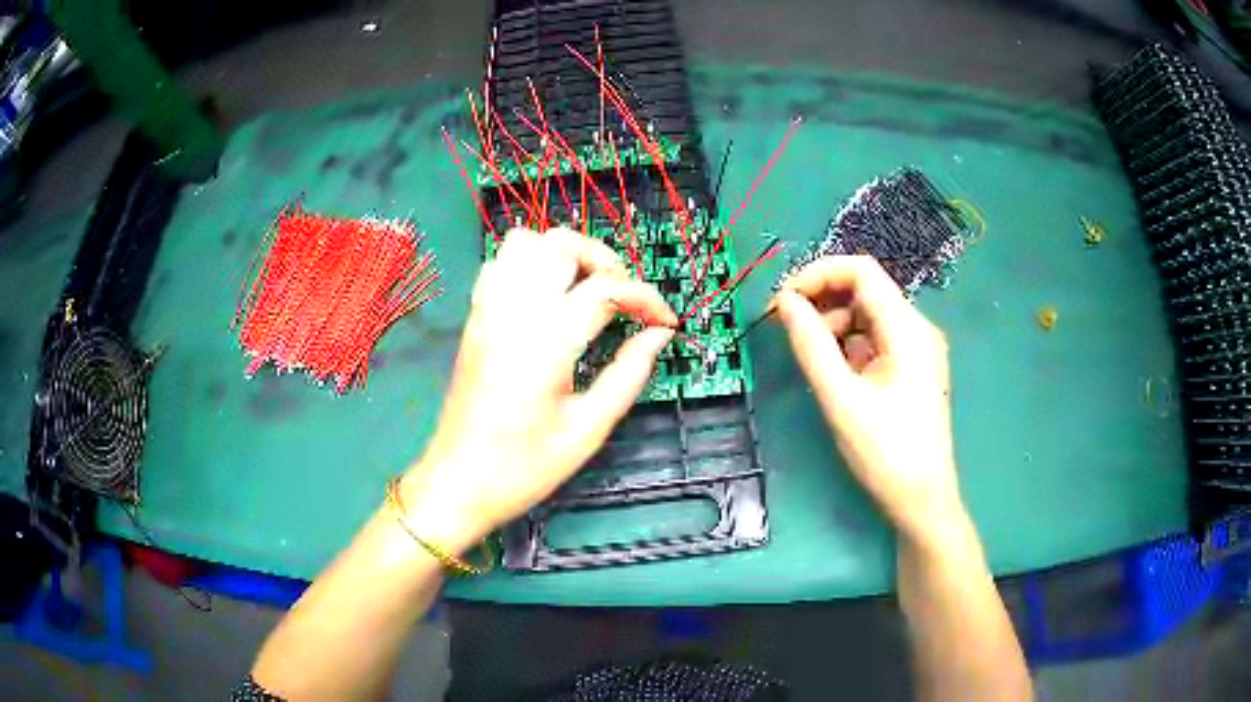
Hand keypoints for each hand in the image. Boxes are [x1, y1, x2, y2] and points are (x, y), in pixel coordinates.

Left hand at [400, 227, 676, 552]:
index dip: (647, 298)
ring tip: (586, 291)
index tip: (666, 321)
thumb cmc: (523, 467)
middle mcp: (512, 312)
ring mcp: (487, 310)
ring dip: (564, 255)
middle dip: (605, 261)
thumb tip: (659, 335)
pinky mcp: (475, 317)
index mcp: (545, 341)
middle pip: (561, 244)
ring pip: (525, 242)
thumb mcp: (588, 429)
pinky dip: (530, 265)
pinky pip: (500, 263)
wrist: (458, 481)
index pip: (605, 289)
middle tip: (624, 301)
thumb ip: (629, 374)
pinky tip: (548, 299)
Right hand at [774, 256, 961, 537]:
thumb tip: (785, 302)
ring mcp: (917, 349)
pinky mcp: (912, 368)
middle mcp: (916, 328)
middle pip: (865, 290)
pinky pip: (876, 340)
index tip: (783, 300)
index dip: (818, 274)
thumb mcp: (840, 398)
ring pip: (868, 315)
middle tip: (789, 330)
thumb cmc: (885, 452)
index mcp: (906, 328)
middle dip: (823, 301)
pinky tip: (836, 374)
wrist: (922, 500)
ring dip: (834, 325)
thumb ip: (810, 344)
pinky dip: (849, 345)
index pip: (861, 270)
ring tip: (813, 360)